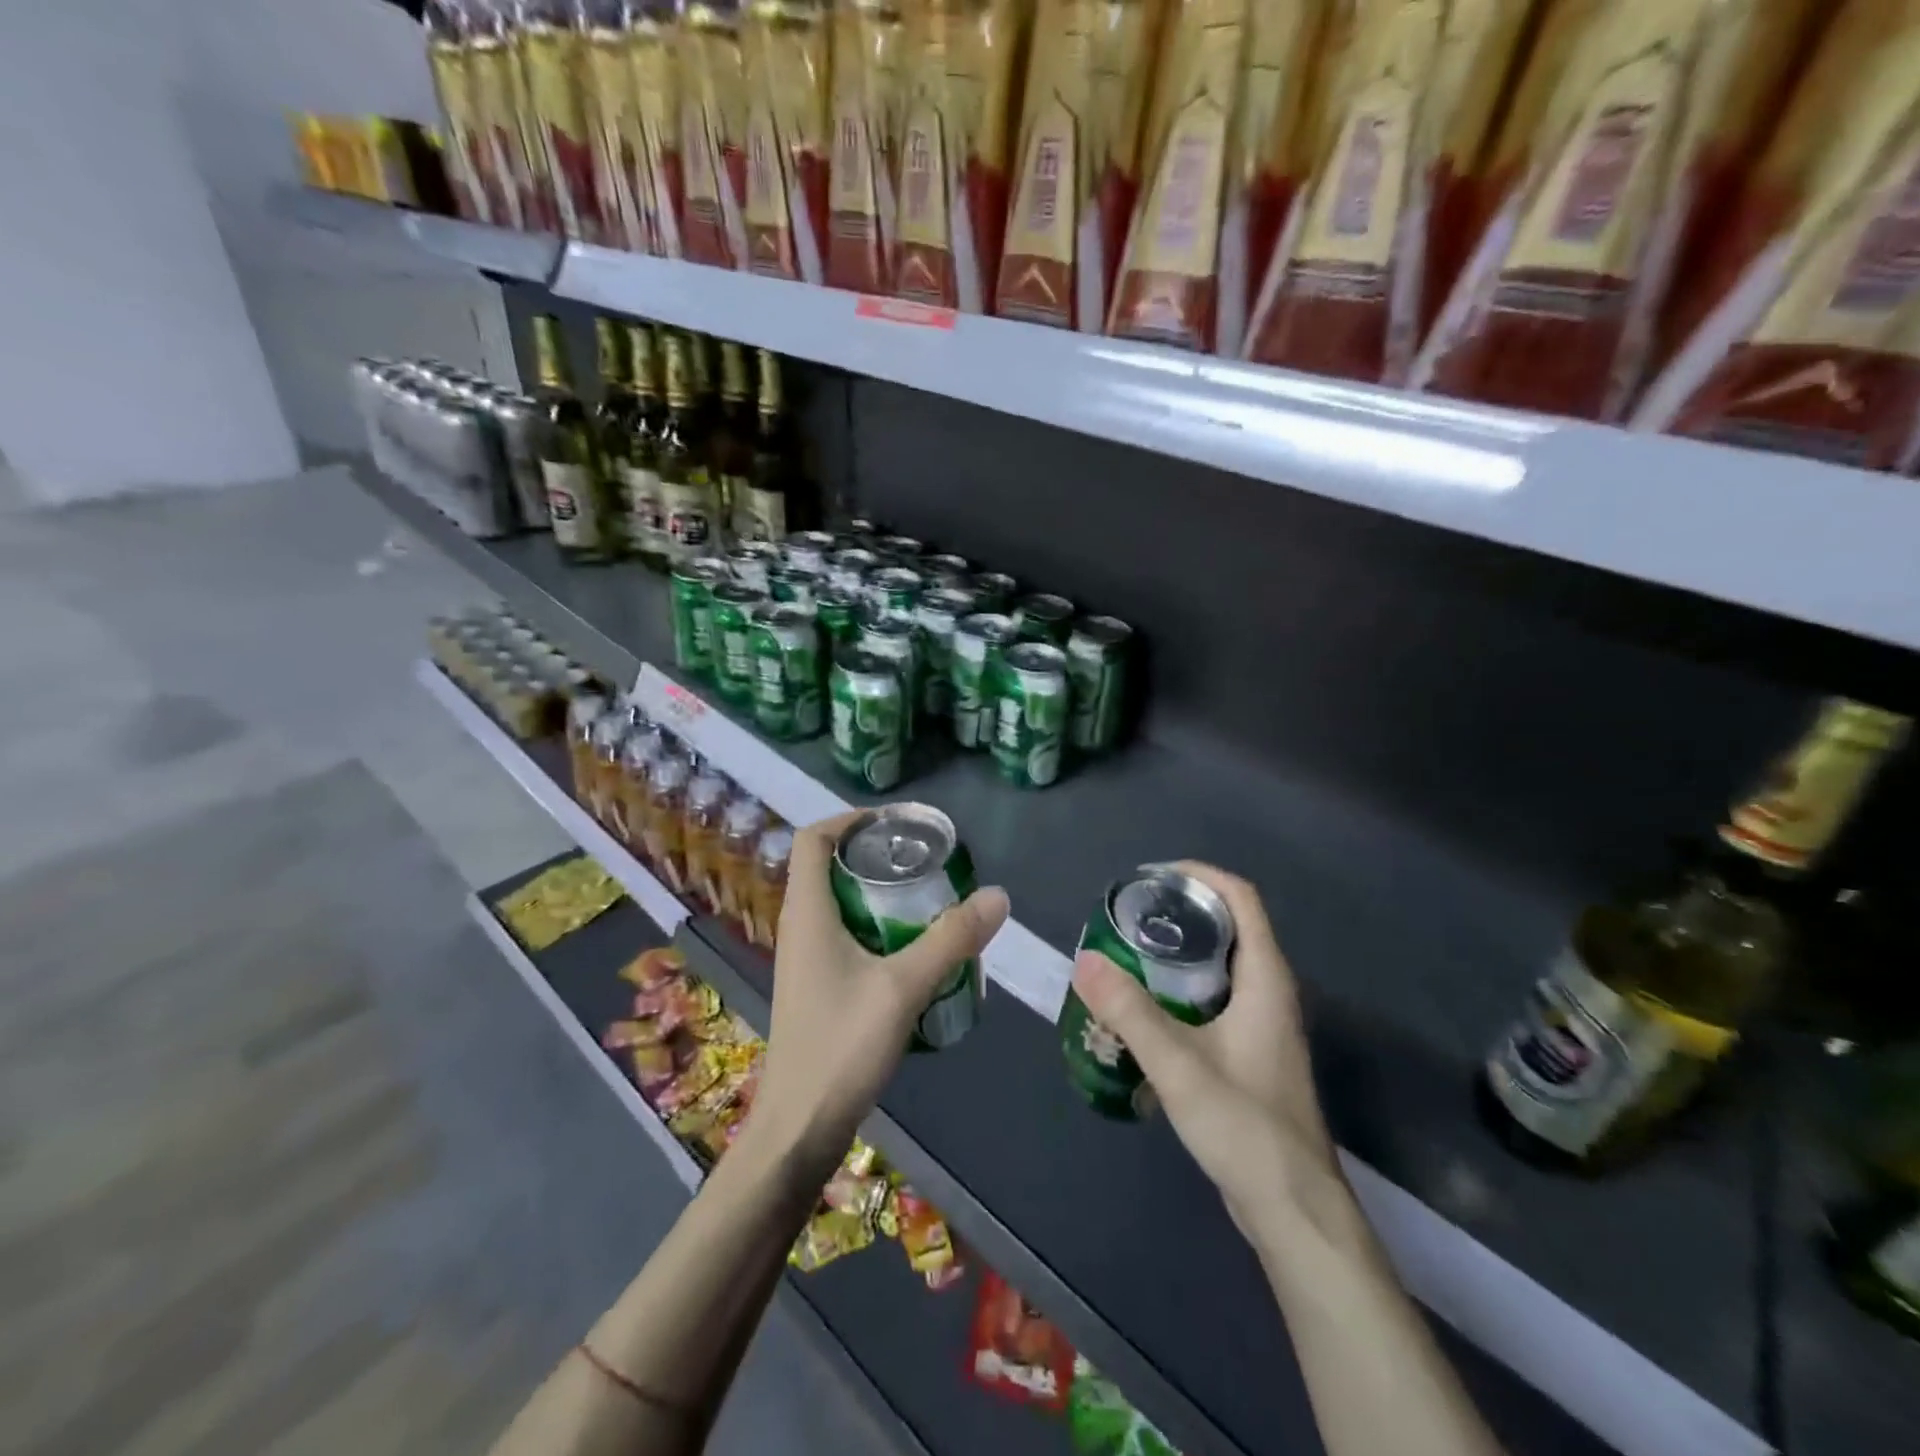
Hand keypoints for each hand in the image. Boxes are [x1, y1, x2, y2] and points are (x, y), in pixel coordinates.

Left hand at [756, 810, 1009, 1173]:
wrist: (798, 1128)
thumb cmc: (841, 1046)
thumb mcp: (903, 986)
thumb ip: (951, 939)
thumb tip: (997, 895)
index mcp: (807, 912)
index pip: (811, 840)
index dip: (847, 820)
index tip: (894, 823)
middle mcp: (798, 927)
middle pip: (827, 867)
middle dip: (872, 855)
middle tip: (922, 858)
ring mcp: (804, 959)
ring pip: (837, 904)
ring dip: (875, 892)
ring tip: (925, 897)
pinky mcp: (815, 986)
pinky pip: (842, 935)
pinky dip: (874, 925)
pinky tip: (911, 949)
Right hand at [1069, 862, 1342, 1241]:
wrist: (1293, 1209)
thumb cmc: (1245, 1127)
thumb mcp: (1179, 1065)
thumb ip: (1130, 1012)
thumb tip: (1084, 959)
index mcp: (1266, 979)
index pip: (1242, 898)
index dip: (1200, 876)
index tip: (1152, 876)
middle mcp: (1270, 992)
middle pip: (1230, 926)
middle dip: (1180, 910)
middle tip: (1129, 913)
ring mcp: (1263, 1024)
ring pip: (1221, 964)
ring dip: (1179, 950)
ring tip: (1128, 951)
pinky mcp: (1251, 1052)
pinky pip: (1215, 997)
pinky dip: (1182, 987)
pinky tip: (1145, 1009)